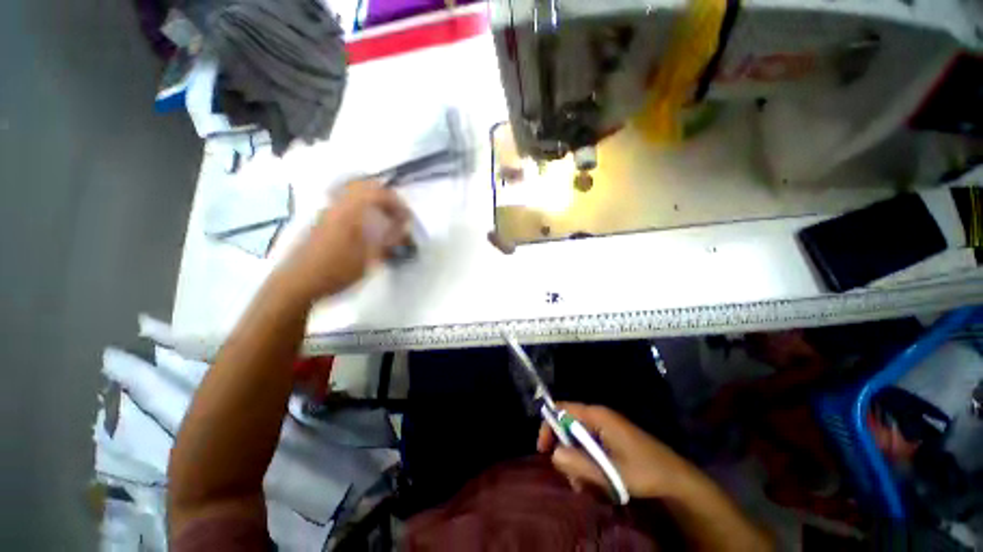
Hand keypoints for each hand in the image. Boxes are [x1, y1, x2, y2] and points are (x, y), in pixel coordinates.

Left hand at [280, 181, 409, 300]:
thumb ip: (388, 239)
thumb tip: (403, 227)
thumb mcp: (369, 258)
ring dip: (373, 203)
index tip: (407, 218)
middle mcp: (338, 205)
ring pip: (354, 194)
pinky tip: (366, 228)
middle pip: (364, 186)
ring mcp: (328, 211)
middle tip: (396, 214)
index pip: (378, 193)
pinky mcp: (322, 220)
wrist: (298, 282)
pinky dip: (362, 209)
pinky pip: (346, 204)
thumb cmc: (337, 270)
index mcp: (350, 212)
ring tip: (384, 221)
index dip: (397, 203)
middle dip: (385, 197)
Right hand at [538, 403, 701, 499]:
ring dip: (576, 461)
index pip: (562, 410)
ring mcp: (605, 428)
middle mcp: (598, 417)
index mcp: (597, 416)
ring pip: (577, 439)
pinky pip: (589, 446)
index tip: (543, 450)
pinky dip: (586, 463)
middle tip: (569, 477)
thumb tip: (553, 455)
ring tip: (584, 485)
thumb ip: (580, 463)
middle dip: (564, 450)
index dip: (549, 426)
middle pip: (568, 425)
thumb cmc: (644, 471)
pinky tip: (595, 481)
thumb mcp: (611, 472)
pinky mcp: (610, 439)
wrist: (675, 478)